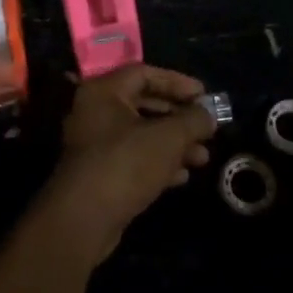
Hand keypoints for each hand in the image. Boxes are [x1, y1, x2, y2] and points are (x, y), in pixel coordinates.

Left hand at [38, 66, 217, 264]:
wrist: (84, 219)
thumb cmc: (125, 164)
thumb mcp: (168, 138)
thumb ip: (193, 120)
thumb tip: (208, 115)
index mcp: (103, 91)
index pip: (144, 73)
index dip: (177, 82)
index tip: (204, 96)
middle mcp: (95, 112)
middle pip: (144, 104)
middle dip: (179, 117)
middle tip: (207, 128)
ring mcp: (95, 144)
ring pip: (141, 134)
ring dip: (174, 143)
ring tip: (203, 157)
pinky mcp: (100, 173)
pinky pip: (133, 158)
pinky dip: (158, 162)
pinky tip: (182, 176)